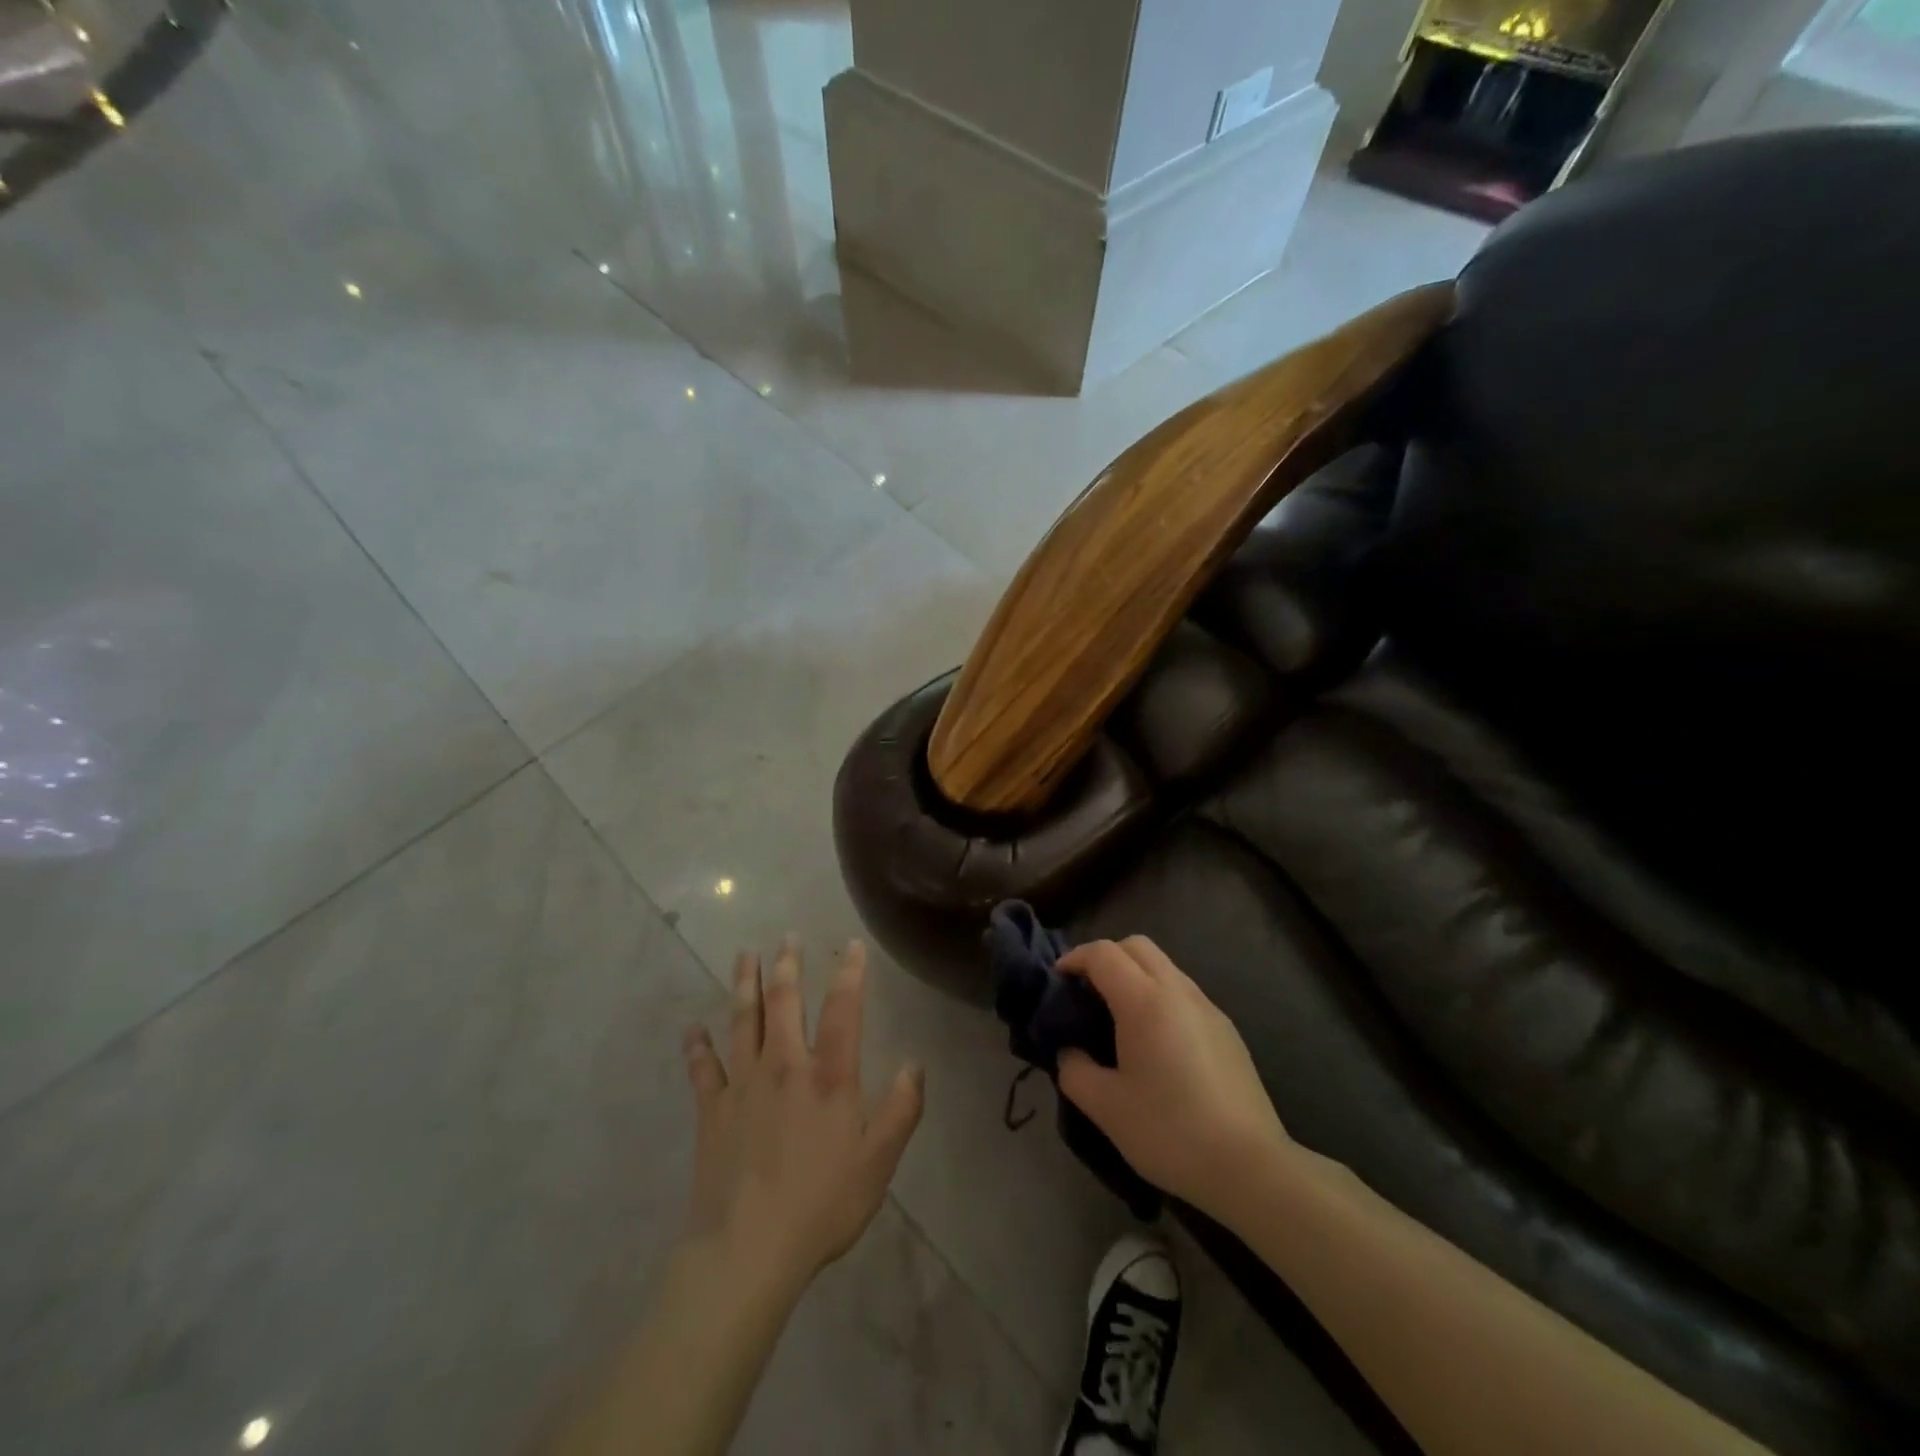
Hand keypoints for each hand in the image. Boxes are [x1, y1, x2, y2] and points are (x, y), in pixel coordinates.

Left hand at [680, 936, 923, 1297]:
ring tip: (745, 956)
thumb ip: (901, 1109)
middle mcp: (785, 1066)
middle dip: (788, 965)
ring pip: (743, 1020)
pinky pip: (702, 1069)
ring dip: (745, 985)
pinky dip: (696, 1046)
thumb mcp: (878, 1162)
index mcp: (829, 1076)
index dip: (850, 973)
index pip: (843, 1010)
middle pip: (785, 1002)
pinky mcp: (712, 1110)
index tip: (851, 946)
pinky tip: (691, 1029)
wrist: (747, 1251)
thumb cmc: (821, 1205)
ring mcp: (743, 1085)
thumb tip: (915, 1064)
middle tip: (786, 937)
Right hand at [1057, 936, 1290, 1218]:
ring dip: (1134, 975)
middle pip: (1136, 946)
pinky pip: (1183, 992)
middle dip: (1105, 958)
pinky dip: (1159, 996)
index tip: (1057, 982)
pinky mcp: (1226, 1029)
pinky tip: (1154, 1041)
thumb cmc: (1170, 1131)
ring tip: (1117, 1017)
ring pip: (1164, 966)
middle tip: (1086, 993)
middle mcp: (1178, 991)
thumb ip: (1074, 1070)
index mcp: (1144, 1001)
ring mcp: (1207, 1007)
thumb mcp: (1106, 1107)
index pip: (1103, 953)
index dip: (1074, 959)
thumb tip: (1069, 1052)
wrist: (1249, 1167)